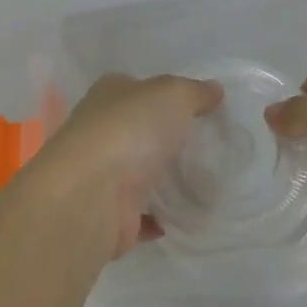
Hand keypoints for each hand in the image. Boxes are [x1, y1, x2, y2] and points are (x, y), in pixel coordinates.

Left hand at [22, 73, 224, 258]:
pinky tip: (187, 215)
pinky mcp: (110, 215)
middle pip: (139, 132)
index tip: (197, 108)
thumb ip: (195, 92)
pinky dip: (160, 217)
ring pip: (139, 174)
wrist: (91, 196)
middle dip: (168, 140)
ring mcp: (102, 176)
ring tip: (206, 182)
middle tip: (209, 147)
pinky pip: (141, 215)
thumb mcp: (172, 95)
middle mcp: (99, 132)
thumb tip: (214, 90)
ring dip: (164, 180)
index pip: (137, 89)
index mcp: (108, 95)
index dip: (164, 95)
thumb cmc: (130, 130)